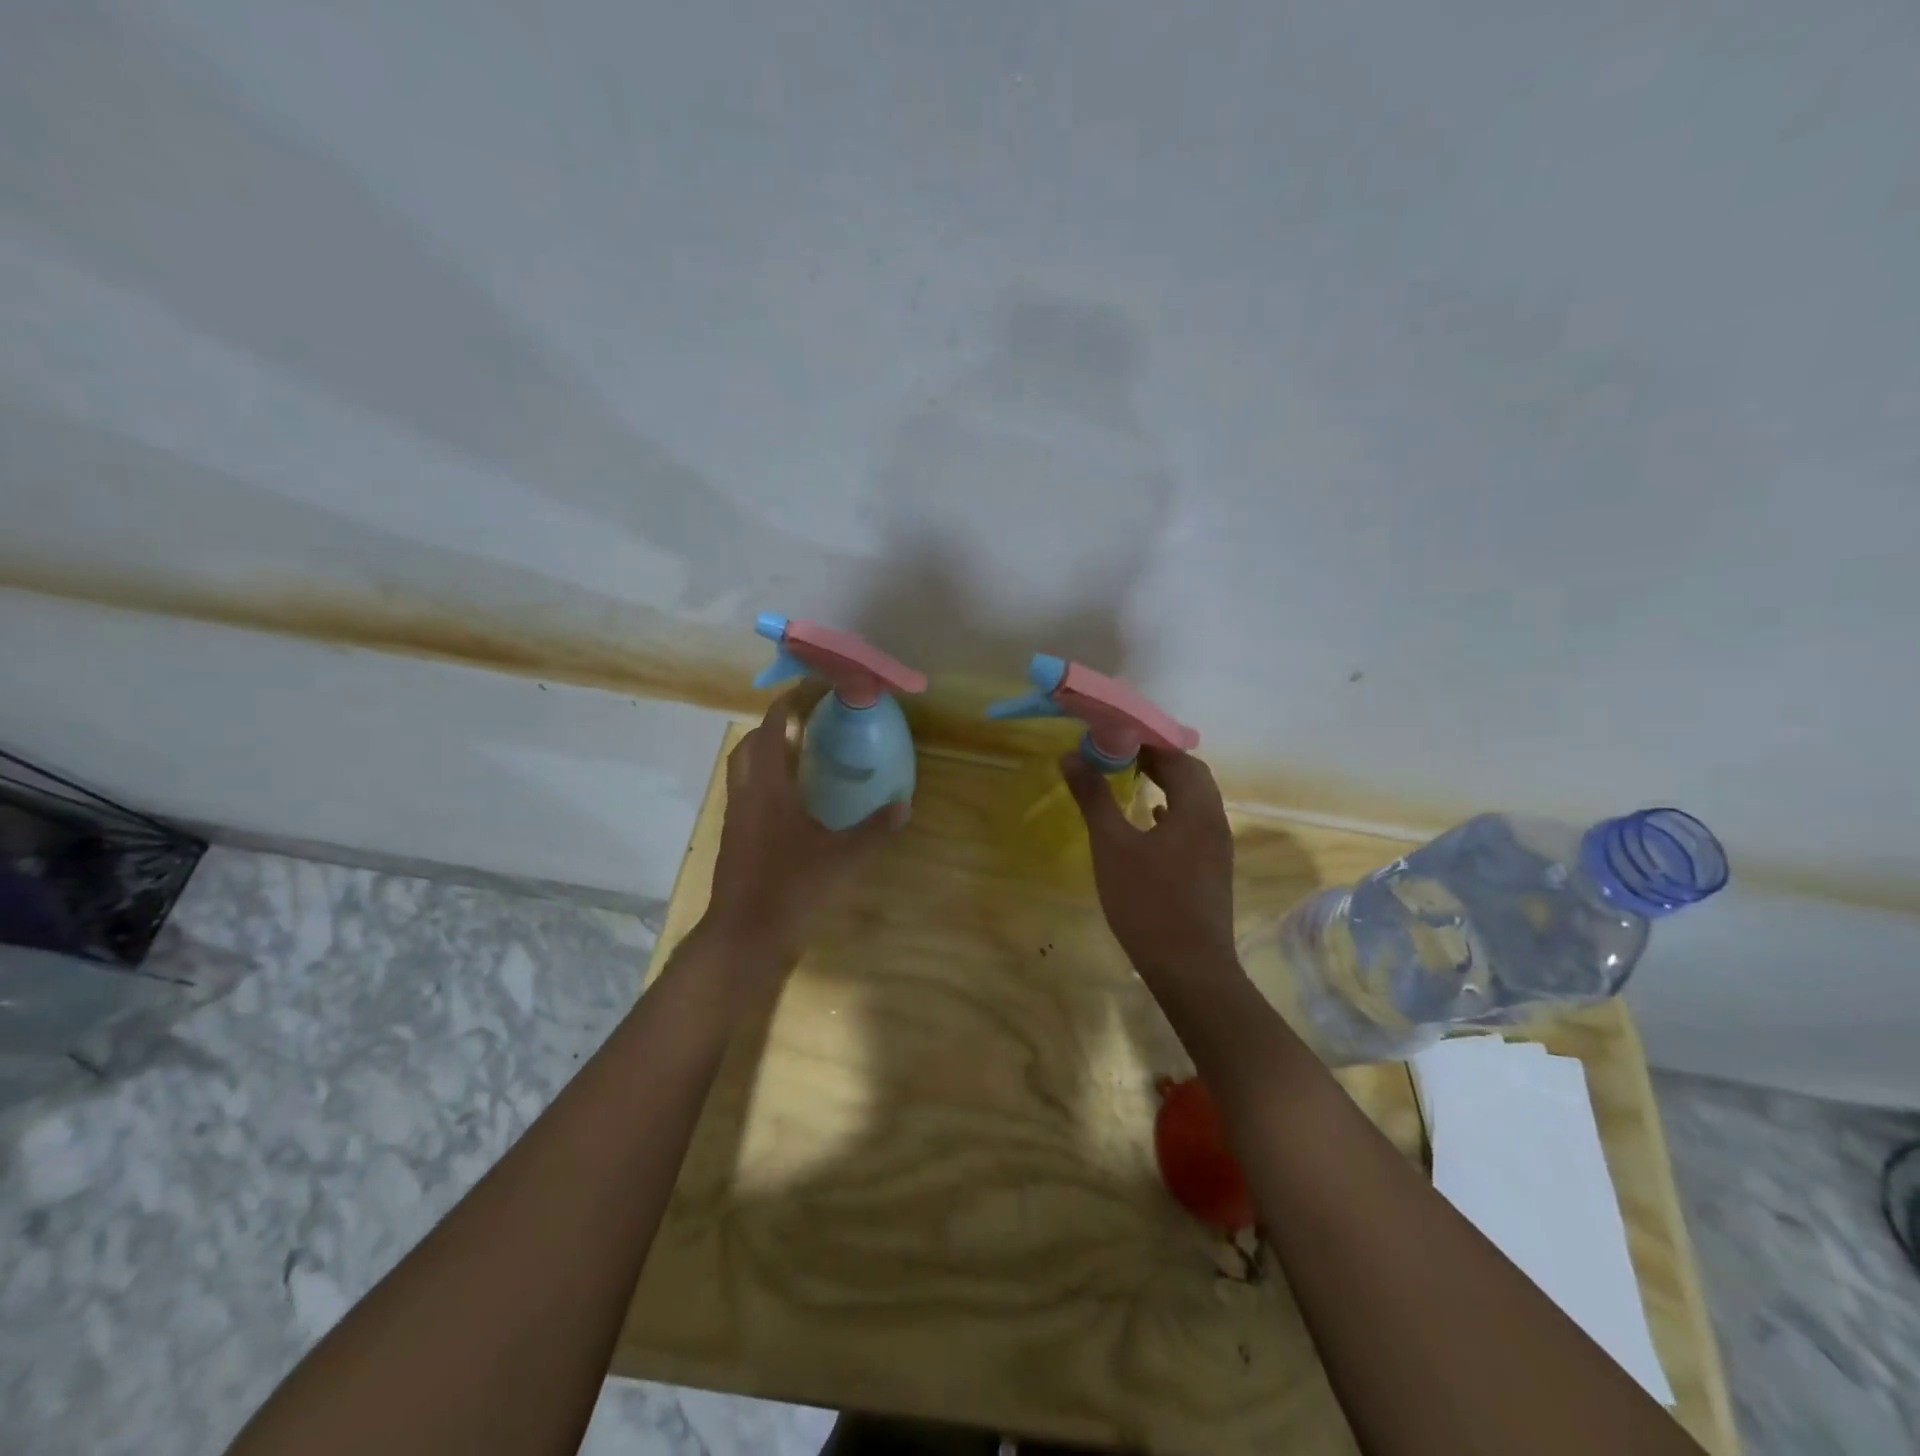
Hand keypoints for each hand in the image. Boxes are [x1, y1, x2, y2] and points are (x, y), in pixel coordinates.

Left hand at [702, 692, 908, 975]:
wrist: (746, 934)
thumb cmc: (794, 888)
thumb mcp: (843, 858)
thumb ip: (875, 830)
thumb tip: (904, 805)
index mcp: (769, 789)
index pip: (769, 731)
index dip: (785, 707)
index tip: (804, 691)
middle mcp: (746, 796)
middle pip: (748, 746)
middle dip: (770, 728)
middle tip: (801, 724)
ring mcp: (734, 818)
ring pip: (741, 771)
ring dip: (761, 754)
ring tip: (794, 756)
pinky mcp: (732, 839)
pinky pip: (742, 794)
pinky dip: (760, 781)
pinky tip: (786, 800)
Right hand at [1062, 746, 1237, 980]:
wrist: (1190, 969)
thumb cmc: (1148, 902)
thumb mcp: (1112, 846)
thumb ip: (1094, 798)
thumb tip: (1071, 756)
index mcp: (1196, 808)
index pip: (1178, 756)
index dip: (1147, 741)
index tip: (1114, 736)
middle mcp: (1214, 821)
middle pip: (1191, 776)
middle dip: (1157, 760)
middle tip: (1120, 755)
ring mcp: (1217, 848)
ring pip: (1194, 801)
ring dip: (1166, 785)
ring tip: (1130, 780)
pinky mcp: (1211, 870)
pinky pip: (1193, 824)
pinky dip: (1171, 812)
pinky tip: (1148, 821)